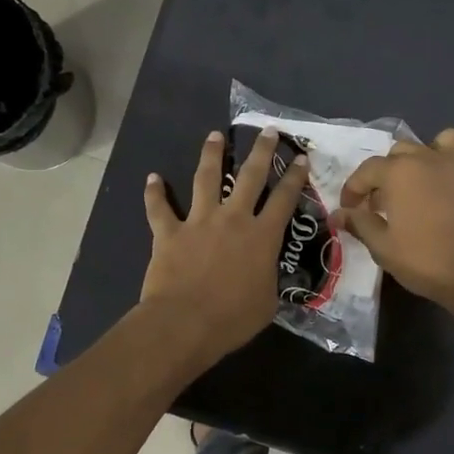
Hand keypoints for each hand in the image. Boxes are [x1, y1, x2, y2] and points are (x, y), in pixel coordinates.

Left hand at [140, 127, 309, 363]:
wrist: (185, 322)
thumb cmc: (232, 318)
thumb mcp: (267, 302)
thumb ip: (268, 279)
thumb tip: (265, 273)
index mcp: (262, 236)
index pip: (284, 200)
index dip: (295, 177)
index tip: (301, 158)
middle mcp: (233, 219)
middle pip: (250, 176)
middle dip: (262, 151)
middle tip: (268, 131)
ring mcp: (199, 221)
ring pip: (206, 178)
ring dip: (211, 155)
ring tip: (215, 136)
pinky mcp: (169, 232)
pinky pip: (159, 208)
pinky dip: (154, 193)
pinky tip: (152, 178)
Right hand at [333, 129, 453, 312]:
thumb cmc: (423, 260)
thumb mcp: (381, 246)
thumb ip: (359, 223)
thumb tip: (338, 214)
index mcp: (399, 172)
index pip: (366, 170)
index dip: (353, 190)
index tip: (349, 211)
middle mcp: (429, 160)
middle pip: (402, 150)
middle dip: (386, 172)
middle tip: (382, 203)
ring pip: (447, 140)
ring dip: (433, 153)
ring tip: (424, 178)